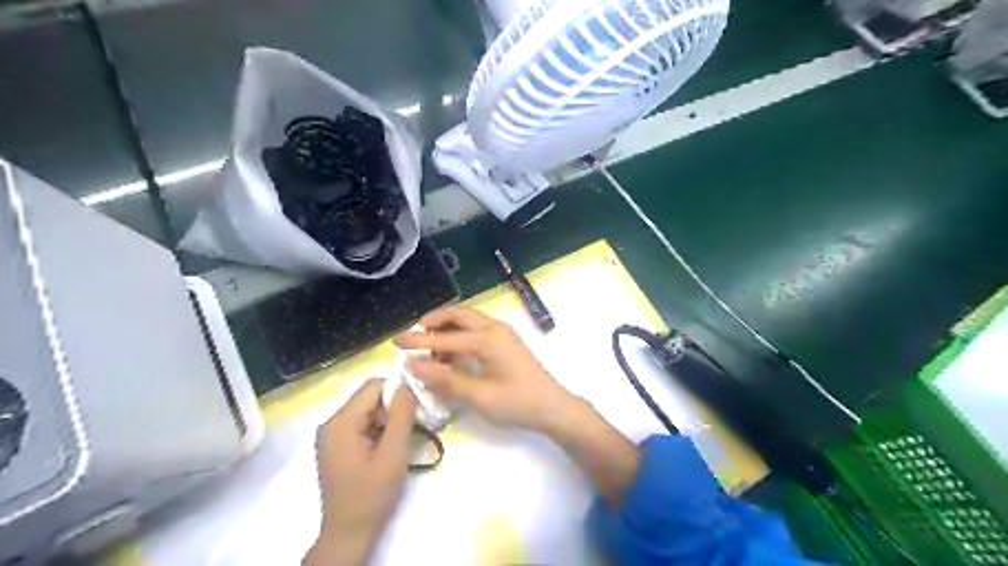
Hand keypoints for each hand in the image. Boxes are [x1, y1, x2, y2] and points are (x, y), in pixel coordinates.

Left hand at [307, 379, 418, 564]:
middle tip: (414, 425)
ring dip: (389, 420)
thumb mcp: (393, 453)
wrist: (349, 534)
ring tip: (404, 439)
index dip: (397, 391)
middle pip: (370, 398)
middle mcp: (331, 423)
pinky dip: (379, 430)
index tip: (417, 408)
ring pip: (368, 411)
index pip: (373, 386)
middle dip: (394, 407)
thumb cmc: (372, 494)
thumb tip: (407, 384)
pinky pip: (362, 425)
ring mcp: (332, 435)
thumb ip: (401, 415)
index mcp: (341, 422)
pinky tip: (390, 447)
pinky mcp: (337, 446)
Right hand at [394, 308, 574, 430]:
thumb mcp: (479, 396)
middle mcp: (495, 328)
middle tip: (413, 334)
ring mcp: (502, 333)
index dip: (419, 341)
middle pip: (458, 314)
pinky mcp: (505, 342)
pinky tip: (450, 354)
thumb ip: (445, 379)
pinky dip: (459, 335)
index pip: (445, 337)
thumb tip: (414, 365)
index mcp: (488, 339)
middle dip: (434, 321)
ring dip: (447, 328)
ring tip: (429, 348)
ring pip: (468, 320)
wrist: (552, 407)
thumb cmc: (517, 403)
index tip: (396, 343)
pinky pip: (477, 329)